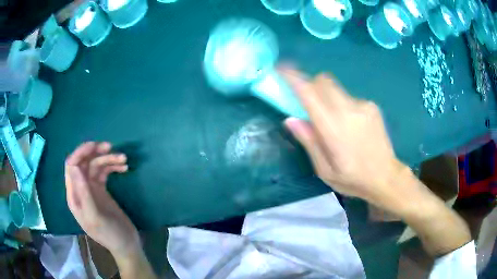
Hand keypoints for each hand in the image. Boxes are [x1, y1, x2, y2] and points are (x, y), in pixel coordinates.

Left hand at [65, 142, 139, 255]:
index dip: (80, 153)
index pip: (71, 166)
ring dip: (108, 159)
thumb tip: (75, 166)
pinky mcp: (102, 190)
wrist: (126, 245)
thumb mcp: (95, 217)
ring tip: (123, 158)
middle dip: (95, 153)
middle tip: (111, 147)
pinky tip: (124, 167)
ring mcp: (91, 189)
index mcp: (74, 196)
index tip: (96, 146)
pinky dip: (113, 167)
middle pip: (83, 162)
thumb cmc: (109, 235)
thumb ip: (83, 194)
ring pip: (95, 165)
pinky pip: (104, 172)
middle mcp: (80, 189)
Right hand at [280, 67, 408, 208]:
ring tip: (333, 122)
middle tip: (306, 100)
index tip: (281, 69)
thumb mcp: (324, 170)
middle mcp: (349, 110)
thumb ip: (309, 141)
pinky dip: (342, 105)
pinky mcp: (372, 106)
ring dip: (327, 97)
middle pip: (324, 81)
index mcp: (334, 128)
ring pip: (336, 89)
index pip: (310, 93)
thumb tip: (290, 119)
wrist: (386, 176)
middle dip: (311, 84)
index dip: (294, 78)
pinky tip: (351, 125)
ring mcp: (363, 105)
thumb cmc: (352, 178)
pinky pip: (349, 98)